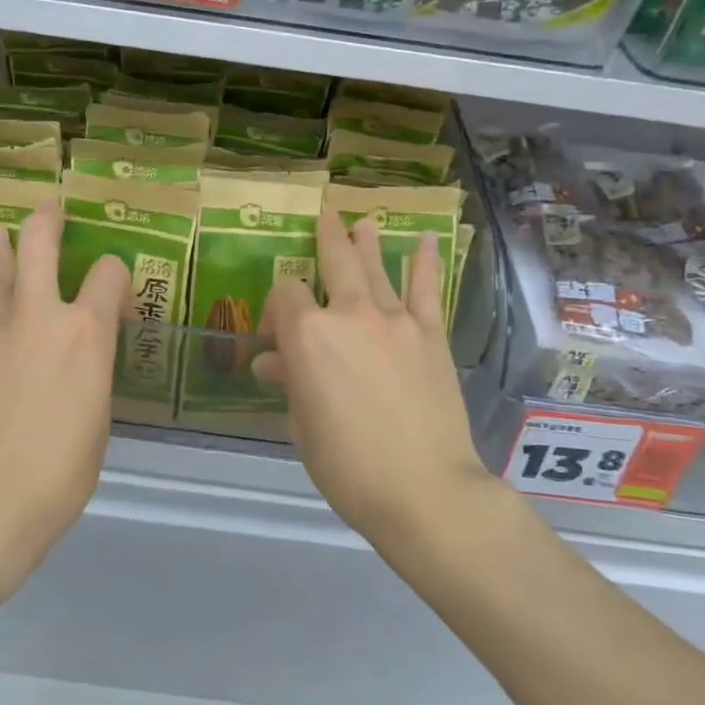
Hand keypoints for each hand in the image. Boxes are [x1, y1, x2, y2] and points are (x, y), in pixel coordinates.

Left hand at [0, 198, 128, 574]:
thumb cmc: (62, 471)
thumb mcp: (98, 416)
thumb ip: (90, 372)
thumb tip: (79, 358)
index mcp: (87, 332)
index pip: (110, 274)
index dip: (117, 277)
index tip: (115, 301)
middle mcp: (40, 315)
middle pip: (41, 245)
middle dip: (47, 220)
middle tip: (50, 206)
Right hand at [254, 210, 494, 544]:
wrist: (425, 489)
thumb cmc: (348, 466)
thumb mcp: (303, 426)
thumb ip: (290, 383)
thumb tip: (274, 362)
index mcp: (308, 336)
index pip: (284, 294)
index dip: (275, 306)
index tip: (275, 334)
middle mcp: (350, 314)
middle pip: (334, 260)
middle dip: (326, 236)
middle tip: (324, 215)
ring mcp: (396, 320)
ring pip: (377, 268)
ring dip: (367, 242)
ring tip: (363, 221)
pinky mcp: (431, 335)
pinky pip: (426, 290)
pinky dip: (426, 263)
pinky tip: (427, 241)